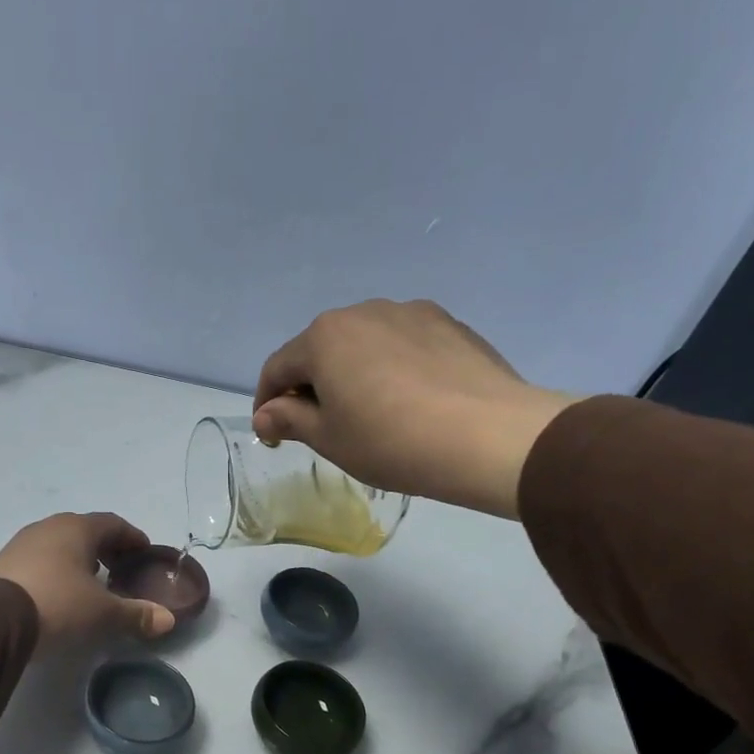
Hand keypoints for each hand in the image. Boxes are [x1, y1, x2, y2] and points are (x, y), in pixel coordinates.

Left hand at [0, 513, 175, 646]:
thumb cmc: (58, 604)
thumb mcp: (102, 613)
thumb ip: (136, 614)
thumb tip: (168, 620)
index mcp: (77, 528)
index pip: (113, 523)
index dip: (132, 538)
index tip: (144, 553)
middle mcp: (48, 527)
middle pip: (85, 530)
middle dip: (106, 548)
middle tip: (120, 570)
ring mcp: (22, 543)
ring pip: (59, 543)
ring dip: (78, 558)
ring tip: (90, 582)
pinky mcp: (3, 563)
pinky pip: (39, 559)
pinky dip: (56, 569)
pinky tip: (59, 592)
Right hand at [252, 299, 576, 519]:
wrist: (488, 436)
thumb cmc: (390, 440)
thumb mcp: (329, 438)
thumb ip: (289, 420)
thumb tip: (265, 414)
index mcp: (324, 337)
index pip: (278, 368)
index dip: (267, 403)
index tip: (272, 435)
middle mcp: (363, 312)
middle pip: (321, 350)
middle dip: (311, 385)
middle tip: (320, 426)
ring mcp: (411, 313)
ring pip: (364, 344)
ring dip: (353, 373)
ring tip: (368, 412)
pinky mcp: (450, 324)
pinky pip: (404, 345)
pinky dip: (392, 368)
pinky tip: (409, 400)